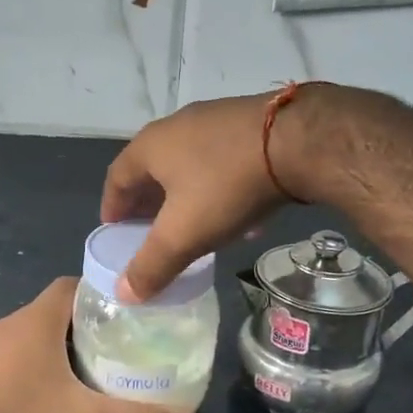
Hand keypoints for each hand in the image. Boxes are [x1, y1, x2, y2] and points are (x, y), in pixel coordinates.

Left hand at [0, 278, 195, 412]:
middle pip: (53, 310)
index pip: (71, 285)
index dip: (98, 292)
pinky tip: (44, 390)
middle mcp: (9, 324)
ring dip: (55, 343)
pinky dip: (30, 362)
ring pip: (30, 333)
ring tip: (86, 367)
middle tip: (115, 344)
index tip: (124, 311)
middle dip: (84, 322)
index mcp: (36, 320)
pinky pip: (9, 354)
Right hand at [101, 94, 289, 300]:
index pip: (116, 177)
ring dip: (184, 195)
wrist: (299, 140)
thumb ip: (151, 266)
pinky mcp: (248, 121)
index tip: (115, 230)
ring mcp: (214, 119)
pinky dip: (217, 186)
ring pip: (188, 164)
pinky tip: (238, 212)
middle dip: (149, 202)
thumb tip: (123, 293)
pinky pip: (221, 159)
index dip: (113, 207)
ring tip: (193, 225)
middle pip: (151, 169)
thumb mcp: (184, 234)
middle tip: (151, 231)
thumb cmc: (227, 186)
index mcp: (150, 146)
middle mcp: (176, 126)